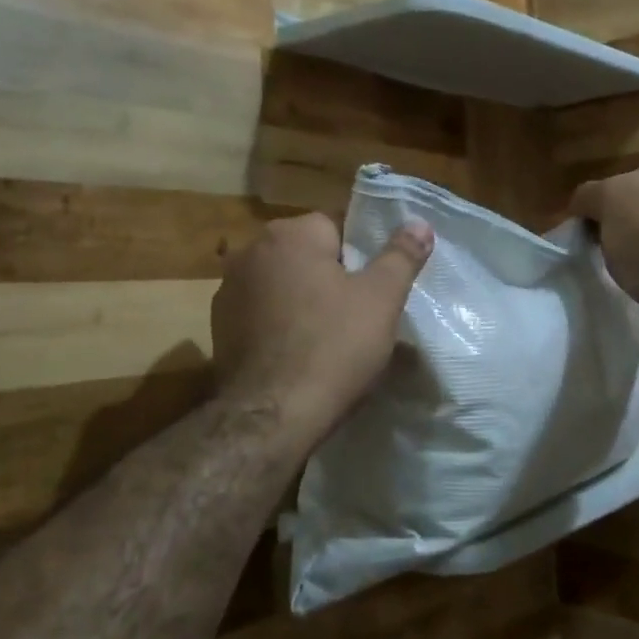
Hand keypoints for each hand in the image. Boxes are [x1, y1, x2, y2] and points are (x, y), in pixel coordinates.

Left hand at [212, 212, 433, 452]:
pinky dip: (280, 323)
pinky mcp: (218, 326)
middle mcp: (252, 251)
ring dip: (303, 298)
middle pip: (307, 253)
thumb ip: (401, 255)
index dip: (361, 256)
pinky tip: (298, 352)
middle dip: (331, 276)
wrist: (273, 416)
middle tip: (358, 314)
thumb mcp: (382, 299)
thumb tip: (420, 223)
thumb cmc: (334, 347)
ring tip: (329, 336)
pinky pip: (262, 312)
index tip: (374, 288)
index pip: (336, 226)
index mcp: (290, 234)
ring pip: (283, 283)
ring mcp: (228, 289)